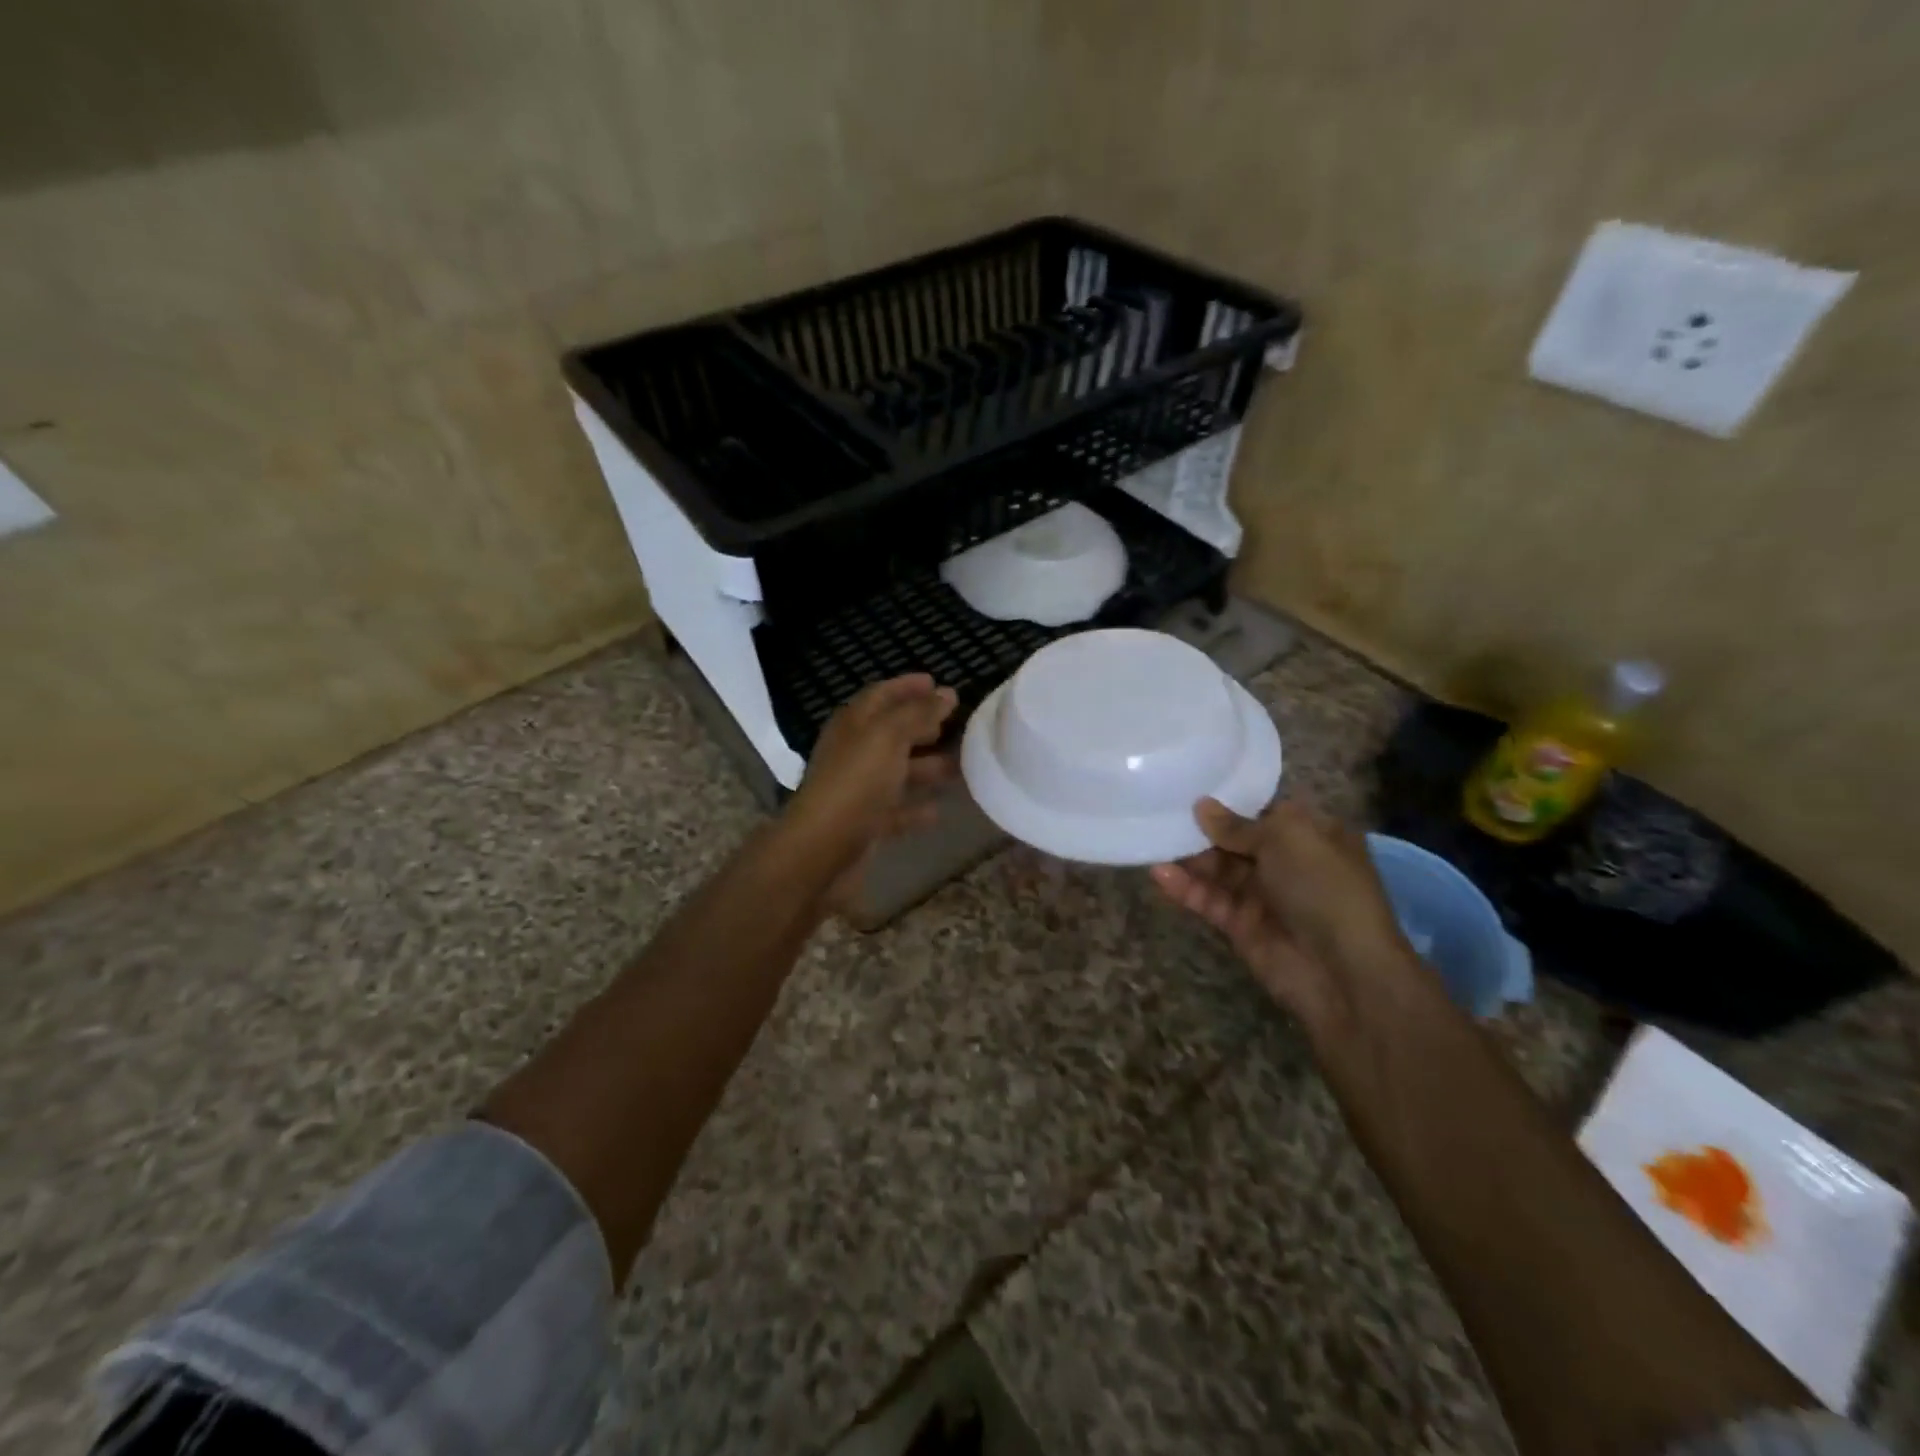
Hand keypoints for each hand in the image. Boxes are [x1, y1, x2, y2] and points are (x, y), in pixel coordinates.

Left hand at [781, 674, 958, 906]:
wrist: (822, 848)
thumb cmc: (856, 782)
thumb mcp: (889, 737)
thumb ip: (918, 713)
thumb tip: (947, 693)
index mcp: (853, 724)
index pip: (882, 695)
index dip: (908, 686)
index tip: (938, 682)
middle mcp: (853, 752)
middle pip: (890, 732)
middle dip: (922, 725)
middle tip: (956, 723)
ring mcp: (858, 789)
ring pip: (897, 771)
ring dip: (927, 766)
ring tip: (961, 765)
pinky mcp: (864, 823)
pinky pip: (895, 810)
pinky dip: (916, 807)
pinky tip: (939, 809)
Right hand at [1151, 798, 1419, 1037]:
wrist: (1344, 971)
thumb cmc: (1324, 887)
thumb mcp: (1287, 838)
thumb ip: (1238, 824)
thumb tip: (1202, 806)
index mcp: (1312, 836)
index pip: (1265, 811)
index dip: (1231, 801)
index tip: (1191, 786)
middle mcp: (1288, 863)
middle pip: (1235, 840)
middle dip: (1202, 828)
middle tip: (1162, 812)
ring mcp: (1263, 896)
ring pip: (1218, 870)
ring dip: (1188, 857)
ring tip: (1152, 840)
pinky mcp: (1240, 926)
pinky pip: (1209, 900)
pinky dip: (1185, 888)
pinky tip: (1159, 874)